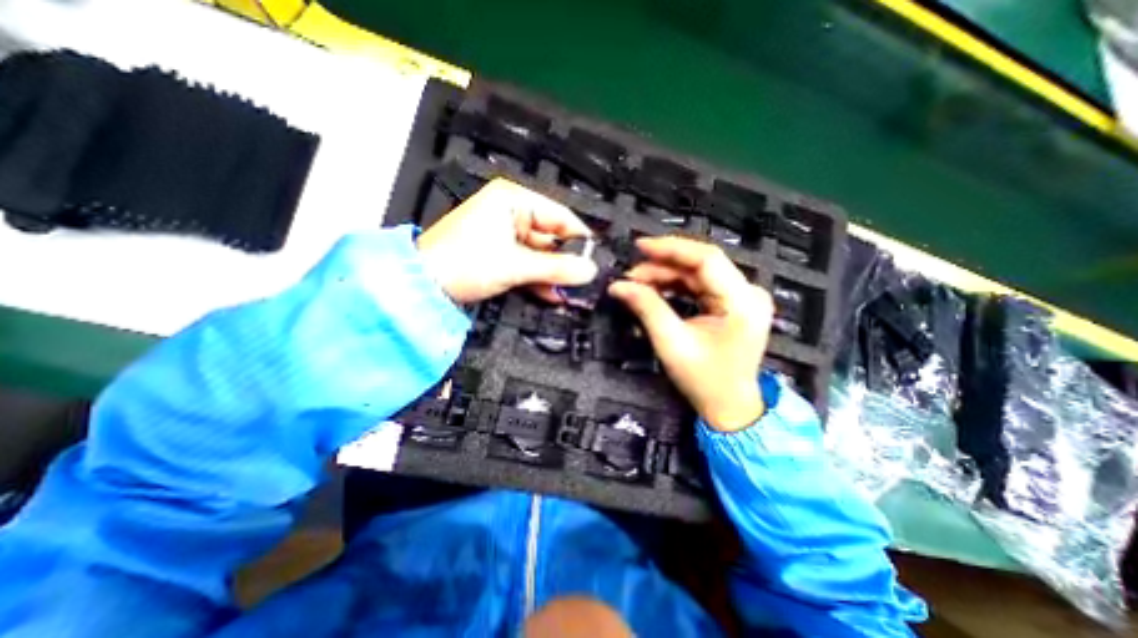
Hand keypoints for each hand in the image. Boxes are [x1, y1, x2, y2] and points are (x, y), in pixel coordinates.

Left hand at [416, 175, 596, 299]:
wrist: (421, 286)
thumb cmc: (462, 263)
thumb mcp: (515, 265)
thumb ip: (556, 268)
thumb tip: (589, 270)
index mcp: (512, 200)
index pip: (559, 216)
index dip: (579, 238)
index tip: (595, 259)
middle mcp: (509, 212)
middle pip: (550, 237)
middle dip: (565, 263)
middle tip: (584, 282)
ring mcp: (503, 235)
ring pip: (539, 254)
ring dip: (553, 275)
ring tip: (570, 293)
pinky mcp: (498, 253)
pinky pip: (526, 264)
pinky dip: (538, 279)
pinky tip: (552, 294)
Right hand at [608, 237, 778, 430]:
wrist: (729, 407)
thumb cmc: (704, 380)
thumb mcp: (671, 343)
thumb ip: (646, 308)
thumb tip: (618, 286)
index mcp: (742, 301)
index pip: (707, 259)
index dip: (671, 248)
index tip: (640, 246)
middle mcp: (748, 293)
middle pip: (701, 265)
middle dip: (663, 266)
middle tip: (631, 274)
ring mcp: (742, 298)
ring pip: (698, 274)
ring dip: (666, 276)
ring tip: (637, 283)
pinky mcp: (733, 304)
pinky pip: (701, 286)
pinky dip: (676, 286)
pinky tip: (655, 289)